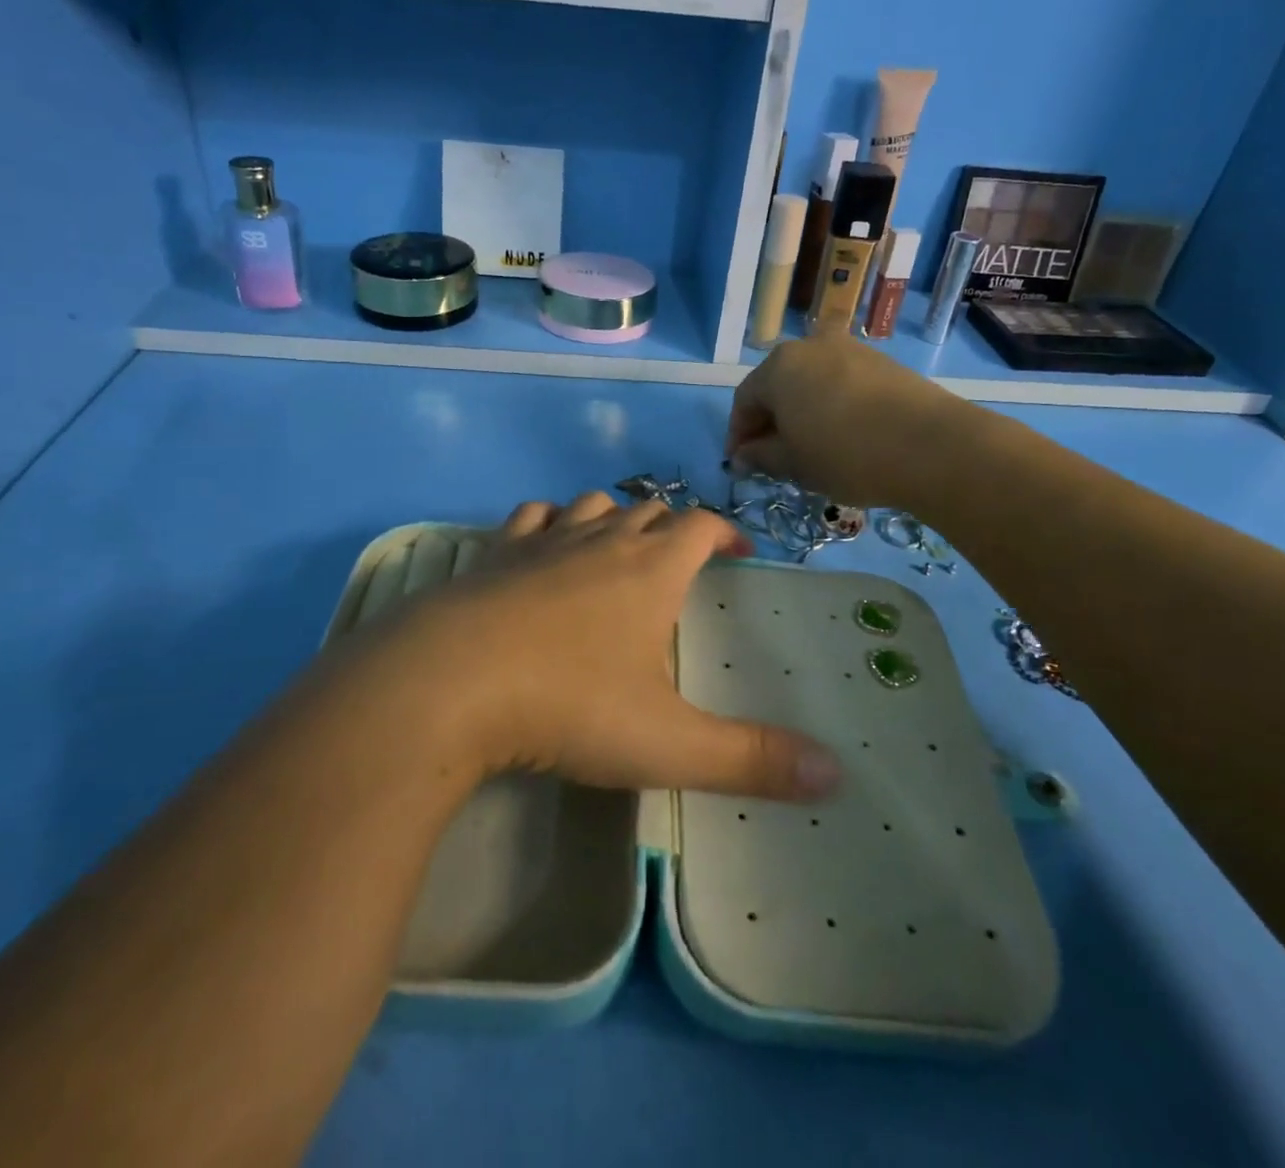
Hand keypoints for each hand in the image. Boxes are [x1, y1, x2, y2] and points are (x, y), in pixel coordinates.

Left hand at [344, 491, 840, 802]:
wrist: (447, 685)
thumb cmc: (568, 706)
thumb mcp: (668, 743)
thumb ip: (752, 760)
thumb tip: (837, 777)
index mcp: (650, 570)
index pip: (701, 526)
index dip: (725, 532)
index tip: (739, 553)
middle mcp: (600, 542)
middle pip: (648, 511)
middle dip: (672, 527)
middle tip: (682, 558)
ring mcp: (541, 542)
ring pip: (590, 507)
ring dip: (613, 519)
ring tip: (619, 546)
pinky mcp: (492, 555)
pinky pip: (530, 518)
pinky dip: (548, 522)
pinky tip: (542, 545)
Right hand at [727, 333, 960, 508]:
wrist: (932, 446)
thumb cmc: (845, 455)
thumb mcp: (792, 464)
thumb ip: (760, 456)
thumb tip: (742, 455)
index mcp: (779, 366)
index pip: (744, 400)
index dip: (738, 435)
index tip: (740, 465)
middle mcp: (811, 346)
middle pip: (778, 386)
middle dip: (770, 422)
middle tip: (772, 458)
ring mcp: (851, 349)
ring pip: (811, 383)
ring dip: (802, 413)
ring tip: (809, 448)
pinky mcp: (883, 363)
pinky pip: (842, 384)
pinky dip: (832, 407)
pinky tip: (843, 436)